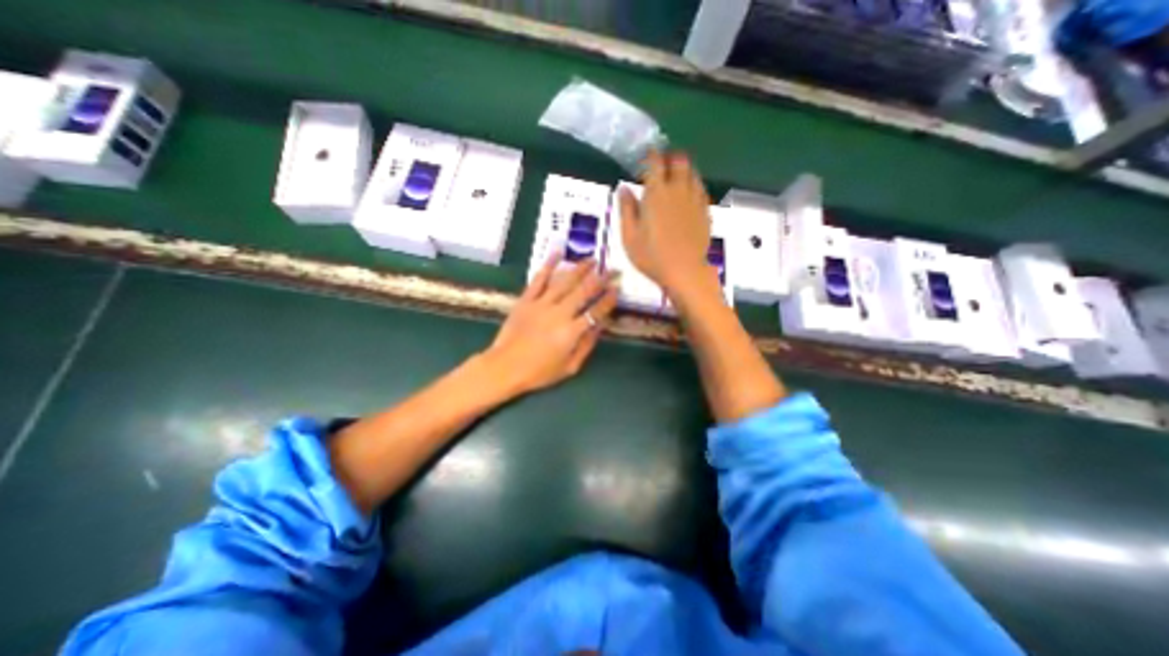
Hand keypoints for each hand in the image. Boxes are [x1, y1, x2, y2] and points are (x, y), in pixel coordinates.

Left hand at [485, 255, 620, 396]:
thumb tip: (600, 326)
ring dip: (580, 269)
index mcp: (571, 332)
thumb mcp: (569, 367)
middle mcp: (559, 313)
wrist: (504, 367)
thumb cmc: (539, 372)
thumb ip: (586, 345)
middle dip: (601, 278)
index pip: (596, 311)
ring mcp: (541, 304)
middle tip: (612, 268)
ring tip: (592, 259)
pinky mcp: (526, 299)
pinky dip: (548, 265)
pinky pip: (539, 279)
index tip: (617, 289)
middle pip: (584, 291)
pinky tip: (558, 252)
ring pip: (564, 281)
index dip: (608, 299)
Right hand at [616, 147, 717, 293]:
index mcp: (656, 193)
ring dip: (683, 169)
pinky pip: (701, 188)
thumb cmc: (651, 256)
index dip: (650, 156)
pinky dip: (693, 185)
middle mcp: (677, 190)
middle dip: (670, 157)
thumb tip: (623, 188)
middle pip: (679, 160)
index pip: (655, 162)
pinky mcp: (705, 210)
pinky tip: (687, 195)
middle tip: (661, 166)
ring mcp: (694, 199)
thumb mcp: (629, 236)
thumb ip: (626, 209)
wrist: (684, 272)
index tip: (645, 159)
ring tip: (674, 179)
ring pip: (692, 172)